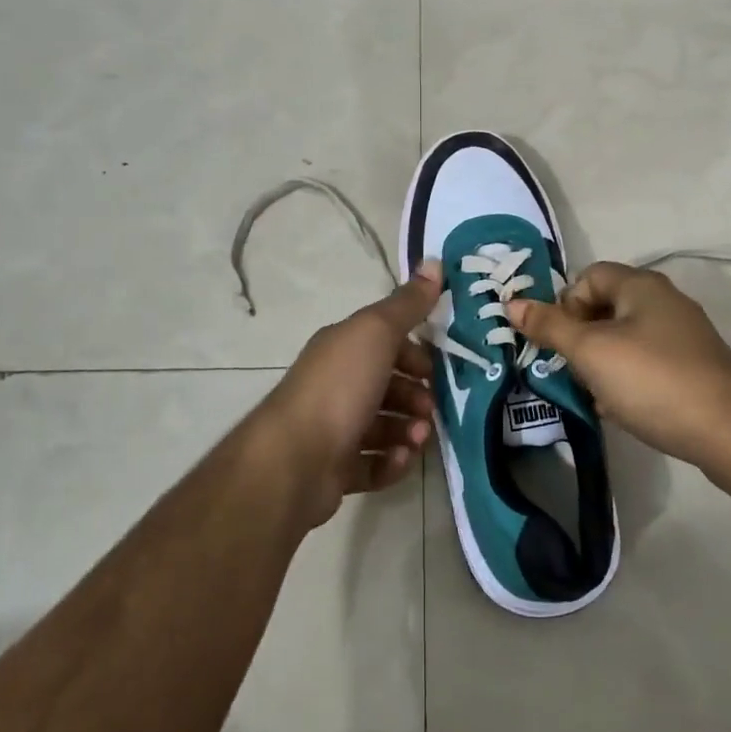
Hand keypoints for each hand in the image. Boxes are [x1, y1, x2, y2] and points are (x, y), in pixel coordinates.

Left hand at [252, 260, 442, 528]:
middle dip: (415, 396)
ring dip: (408, 431)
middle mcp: (336, 384)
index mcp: (342, 348)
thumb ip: (407, 304)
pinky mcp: (335, 469)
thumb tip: (435, 262)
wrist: (295, 459)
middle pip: (386, 386)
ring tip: (418, 439)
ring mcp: (334, 428)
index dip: (414, 352)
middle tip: (429, 410)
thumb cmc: (339, 388)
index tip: (435, 369)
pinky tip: (400, 460)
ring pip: (383, 426)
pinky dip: (391, 462)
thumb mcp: (376, 333)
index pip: (384, 343)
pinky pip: (373, 463)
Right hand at [507, 262, 730, 468]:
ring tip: (592, 392)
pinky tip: (620, 407)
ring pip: (624, 338)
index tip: (559, 340)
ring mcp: (683, 335)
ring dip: (600, 361)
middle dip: (580, 336)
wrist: (730, 433)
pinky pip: (646, 362)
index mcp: (641, 286)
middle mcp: (665, 302)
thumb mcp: (591, 352)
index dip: (565, 303)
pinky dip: (626, 378)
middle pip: (605, 306)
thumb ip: (549, 326)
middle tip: (570, 368)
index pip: (588, 276)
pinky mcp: (694, 367)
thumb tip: (512, 303)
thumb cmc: (652, 381)